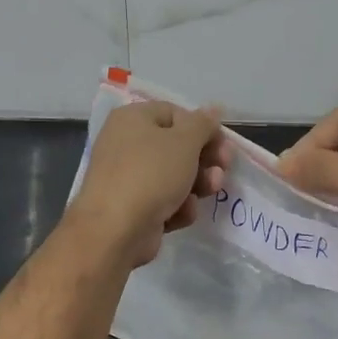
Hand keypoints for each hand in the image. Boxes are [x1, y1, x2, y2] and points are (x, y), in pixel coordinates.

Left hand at [67, 101, 229, 267]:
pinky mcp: (131, 208)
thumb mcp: (185, 141)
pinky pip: (162, 201)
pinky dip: (176, 207)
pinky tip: (182, 214)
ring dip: (196, 184)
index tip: (223, 145)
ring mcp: (127, 177)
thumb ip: (203, 123)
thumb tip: (214, 107)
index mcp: (133, 118)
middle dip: (204, 160)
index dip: (202, 128)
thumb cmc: (151, 174)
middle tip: (222, 170)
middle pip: (176, 147)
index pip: (176, 114)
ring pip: (173, 176)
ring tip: (209, 192)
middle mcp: (126, 143)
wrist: (114, 231)